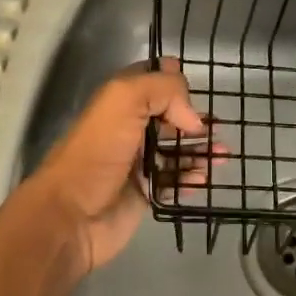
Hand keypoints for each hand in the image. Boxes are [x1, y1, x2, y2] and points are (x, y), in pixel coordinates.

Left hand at [19, 59, 216, 275]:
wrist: (71, 215)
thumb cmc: (97, 152)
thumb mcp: (125, 101)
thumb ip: (163, 91)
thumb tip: (192, 116)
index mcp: (119, 103)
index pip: (150, 80)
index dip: (173, 79)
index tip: (196, 85)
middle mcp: (129, 129)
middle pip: (169, 116)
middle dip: (195, 118)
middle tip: (219, 125)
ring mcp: (137, 163)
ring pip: (176, 150)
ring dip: (201, 150)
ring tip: (224, 154)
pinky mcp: (145, 193)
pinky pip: (175, 181)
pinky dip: (192, 178)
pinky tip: (205, 177)